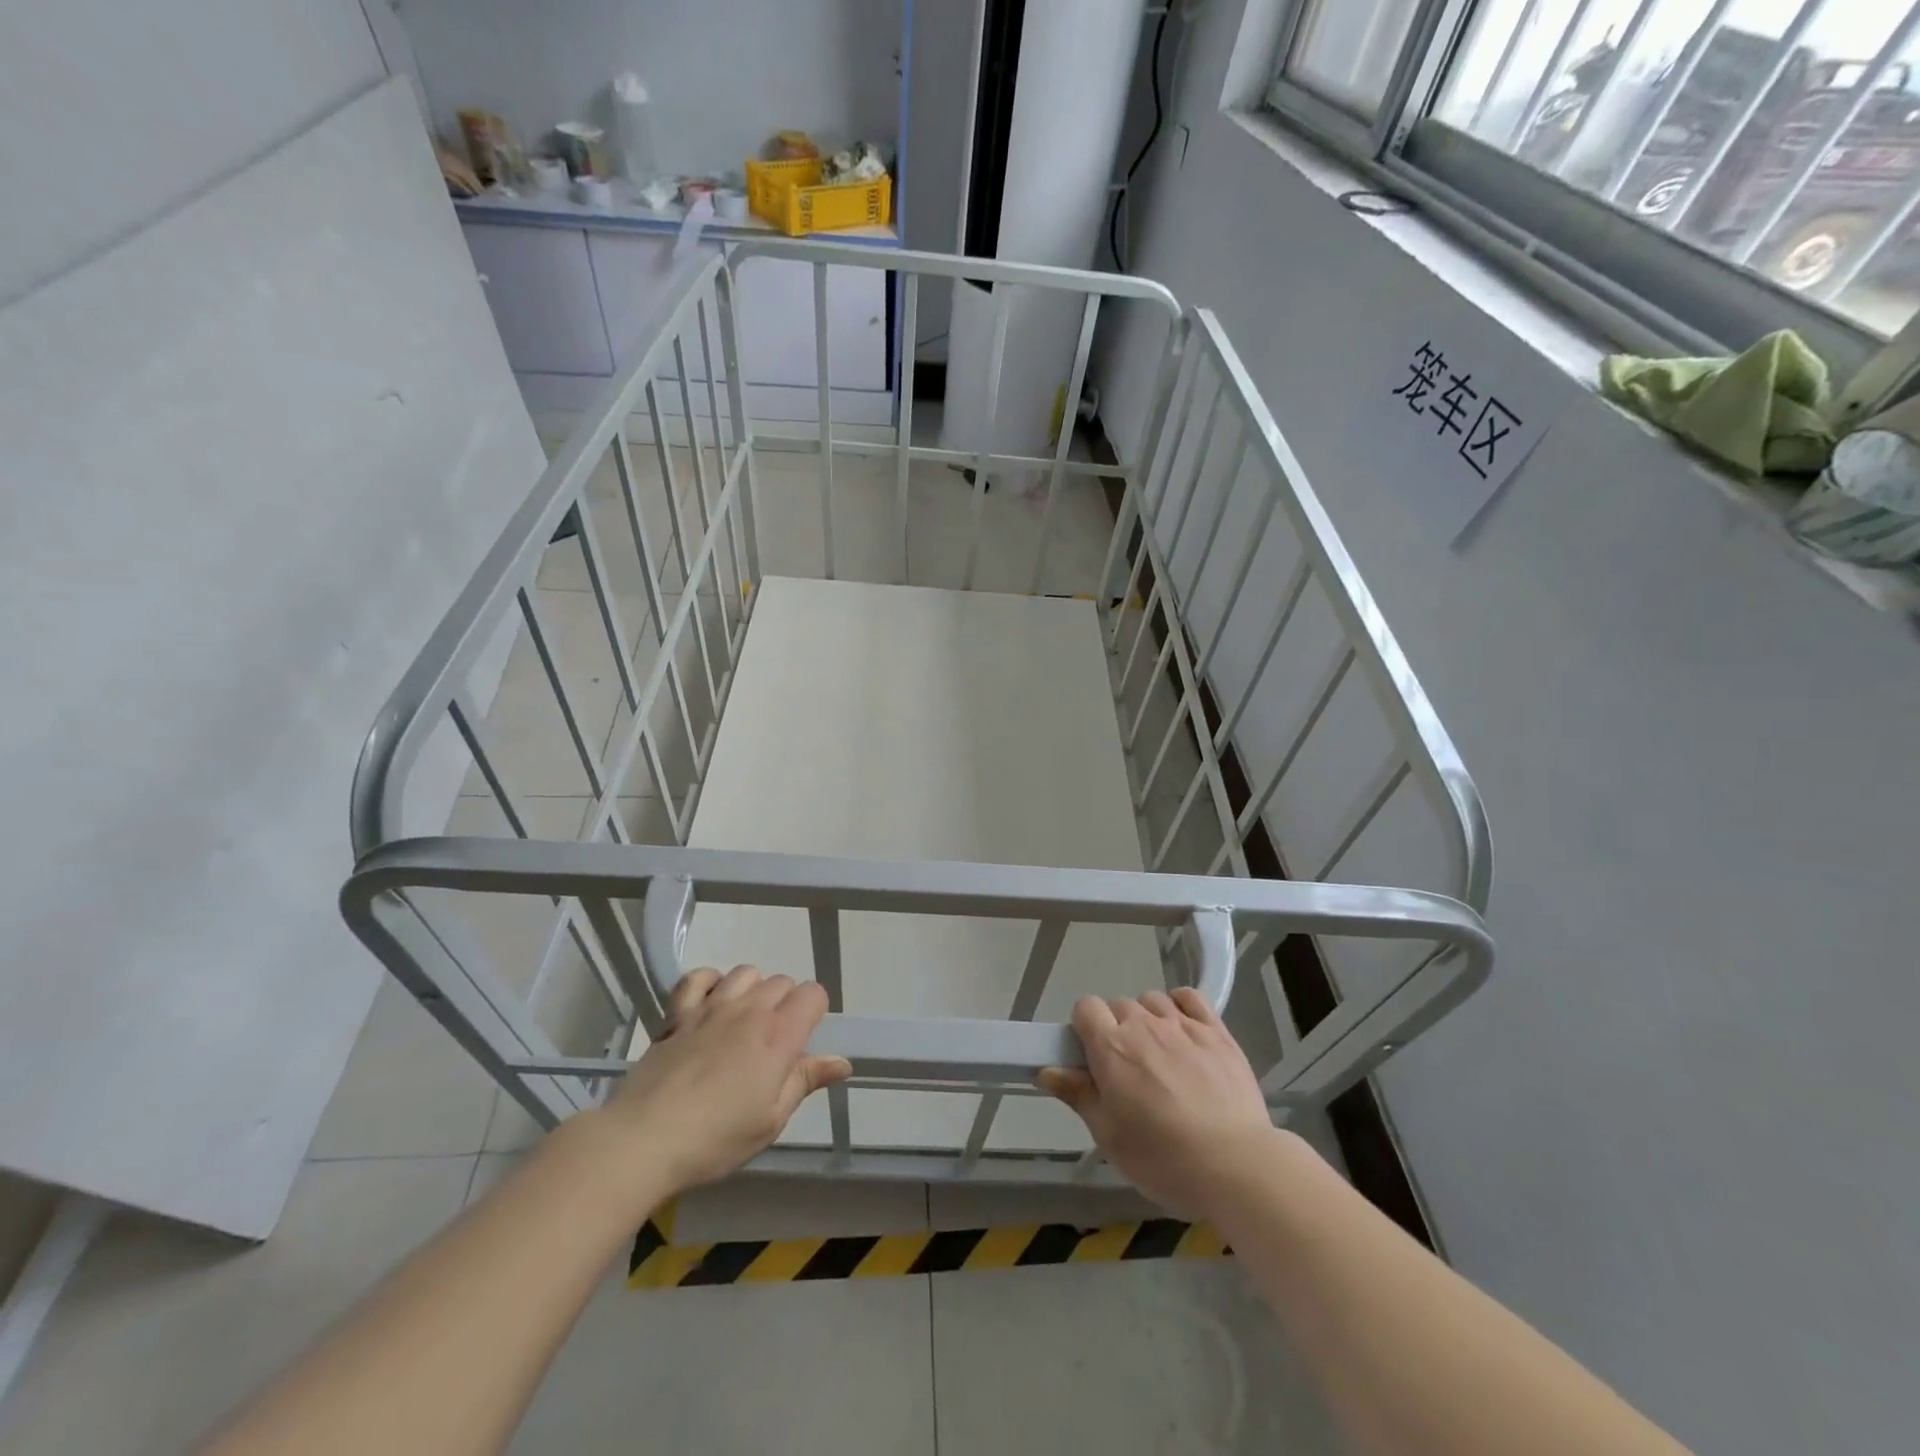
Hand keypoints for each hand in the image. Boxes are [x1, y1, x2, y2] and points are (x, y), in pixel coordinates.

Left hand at [602, 965, 851, 1194]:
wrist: (643, 1139)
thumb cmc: (716, 1138)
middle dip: (786, 1004)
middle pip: (782, 981)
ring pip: (746, 972)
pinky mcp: (678, 1013)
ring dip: (753, 990)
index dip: (814, 1012)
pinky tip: (710, 1004)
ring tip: (743, 1023)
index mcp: (779, 1035)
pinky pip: (699, 977)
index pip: (813, 994)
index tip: (803, 1042)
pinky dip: (710, 982)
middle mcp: (750, 1010)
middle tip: (773, 1044)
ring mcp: (711, 1007)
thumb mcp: (771, 1120)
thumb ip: (806, 1081)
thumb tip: (842, 1062)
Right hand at [1039, 988, 1277, 1217]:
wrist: (1236, 1165)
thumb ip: (1078, 1094)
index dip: (1084, 1028)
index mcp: (1112, 1047)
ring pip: (1152, 1000)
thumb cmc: (1163, 1158)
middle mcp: (1144, 1024)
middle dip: (1116, 1029)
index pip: (1086, 1007)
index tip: (1092, 1058)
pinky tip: (1182, 1029)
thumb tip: (1046, 1069)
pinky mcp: (1217, 1031)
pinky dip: (1180, 1005)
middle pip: (1118, 1005)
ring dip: (1147, 1019)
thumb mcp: (1109, 1135)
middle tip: (1127, 1070)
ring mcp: (1183, 1025)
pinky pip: (1190, 997)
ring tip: (1159, 1055)